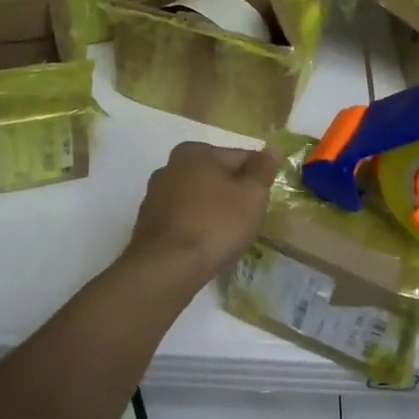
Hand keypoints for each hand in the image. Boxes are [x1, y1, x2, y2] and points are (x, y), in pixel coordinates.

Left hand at [124, 141, 277, 282]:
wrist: (166, 268)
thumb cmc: (215, 224)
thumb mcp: (252, 195)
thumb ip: (263, 169)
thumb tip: (271, 149)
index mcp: (195, 152)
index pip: (240, 157)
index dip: (257, 177)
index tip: (264, 199)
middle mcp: (170, 166)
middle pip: (216, 176)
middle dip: (233, 193)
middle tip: (249, 219)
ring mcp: (155, 196)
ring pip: (198, 198)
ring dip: (214, 210)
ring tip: (227, 236)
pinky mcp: (148, 223)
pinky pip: (183, 218)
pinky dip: (196, 226)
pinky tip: (205, 244)